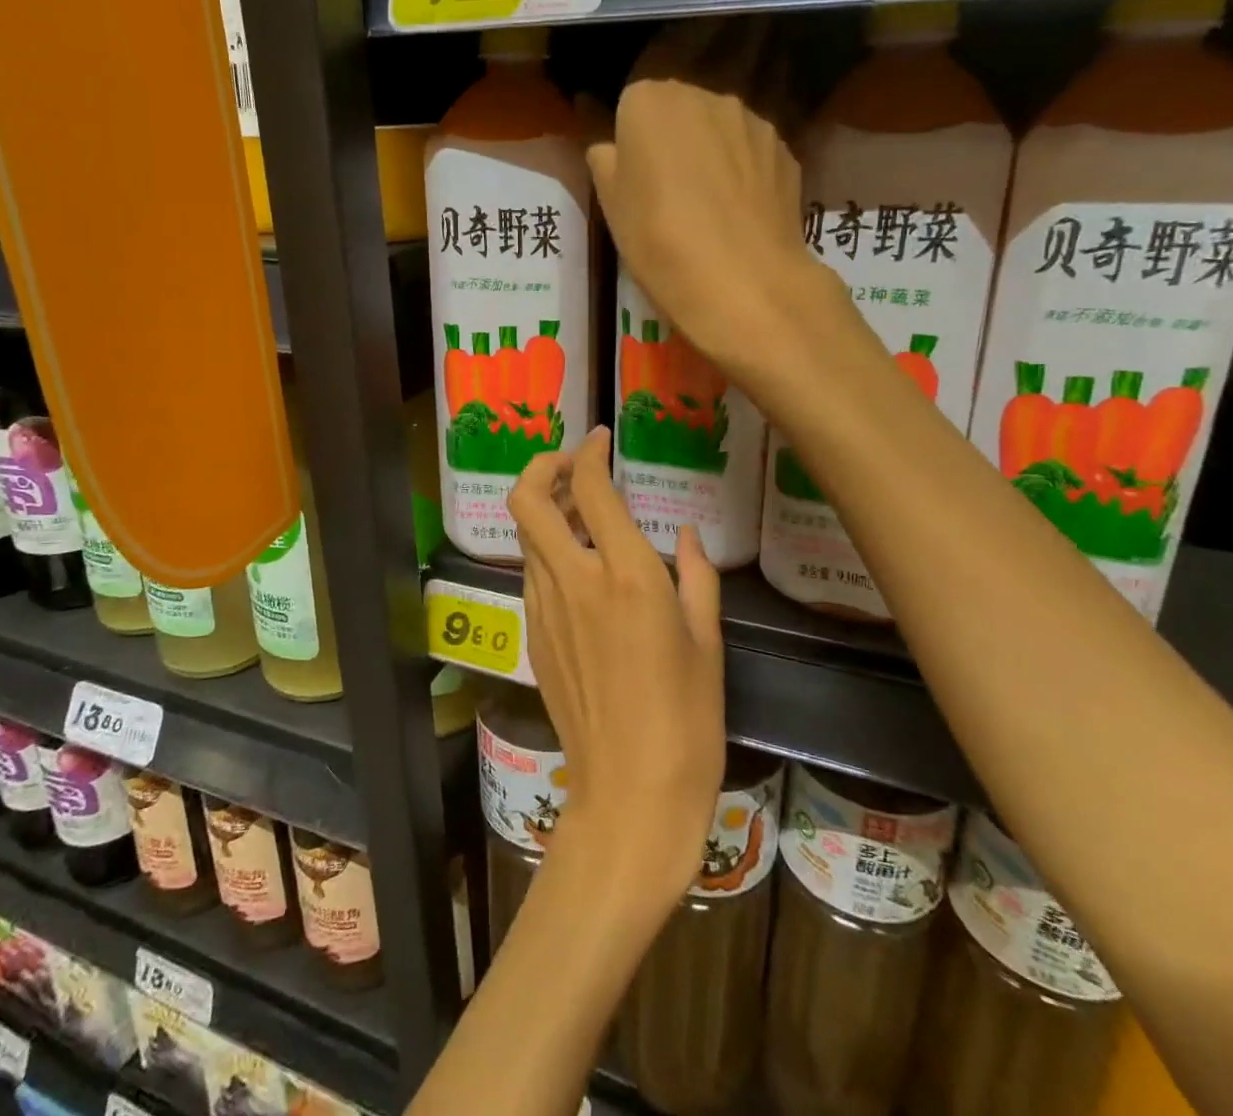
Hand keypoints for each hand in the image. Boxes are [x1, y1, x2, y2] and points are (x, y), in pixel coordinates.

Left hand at [508, 426, 725, 910]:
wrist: (630, 794)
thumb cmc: (687, 720)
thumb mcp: (707, 641)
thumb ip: (696, 575)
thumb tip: (687, 535)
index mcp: (627, 575)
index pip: (590, 488)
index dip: (589, 452)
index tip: (600, 439)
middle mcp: (575, 581)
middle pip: (528, 500)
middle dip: (541, 466)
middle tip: (570, 465)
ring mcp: (545, 609)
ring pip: (525, 535)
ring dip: (544, 510)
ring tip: (577, 510)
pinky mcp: (533, 636)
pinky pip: (532, 574)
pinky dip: (545, 550)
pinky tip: (577, 567)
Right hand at [584, 19, 832, 376]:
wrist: (742, 280)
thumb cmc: (659, 240)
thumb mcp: (611, 204)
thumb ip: (605, 160)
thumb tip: (608, 142)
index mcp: (651, 99)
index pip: (633, 104)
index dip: (632, 141)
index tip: (635, 178)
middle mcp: (705, 93)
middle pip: (681, 108)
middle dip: (674, 138)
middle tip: (669, 192)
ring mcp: (753, 119)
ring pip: (721, 128)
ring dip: (712, 153)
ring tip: (709, 207)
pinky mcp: (787, 150)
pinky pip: (753, 153)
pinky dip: (744, 173)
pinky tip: (740, 213)